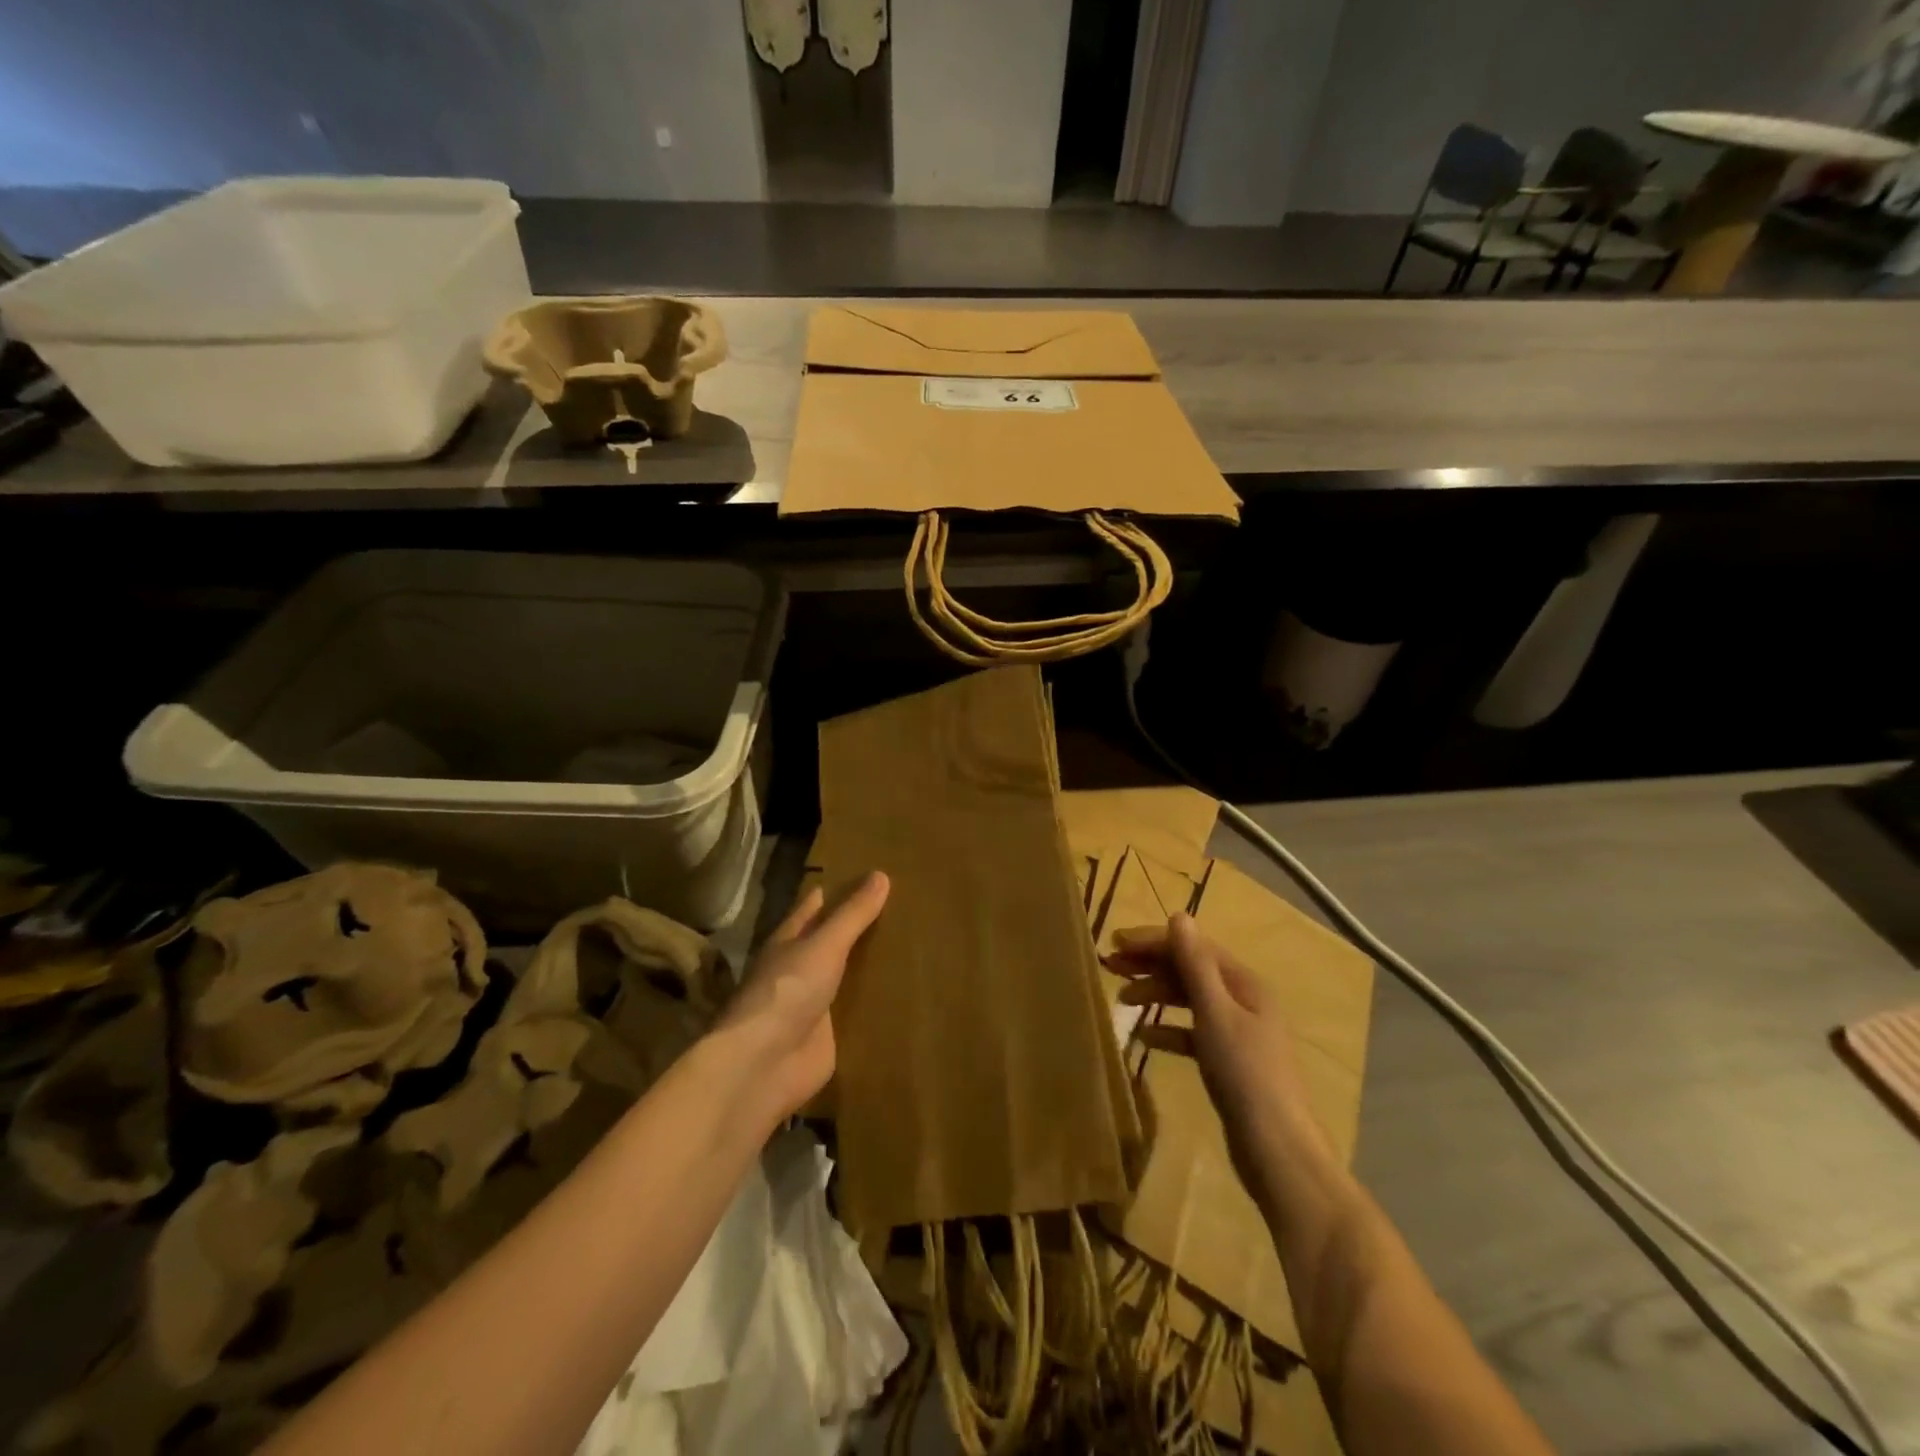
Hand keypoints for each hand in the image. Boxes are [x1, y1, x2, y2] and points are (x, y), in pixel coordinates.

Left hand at [716, 871, 889, 1123]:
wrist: (764, 1064)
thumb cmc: (787, 991)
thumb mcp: (824, 945)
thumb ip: (852, 915)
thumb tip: (881, 874)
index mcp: (790, 941)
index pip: (813, 907)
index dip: (835, 891)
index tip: (865, 875)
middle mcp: (800, 969)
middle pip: (831, 942)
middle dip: (856, 927)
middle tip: (900, 906)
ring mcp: (813, 1003)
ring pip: (845, 976)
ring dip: (868, 965)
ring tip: (910, 946)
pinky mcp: (828, 1035)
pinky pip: (856, 1012)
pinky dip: (873, 1002)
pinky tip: (902, 995)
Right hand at [1107, 914, 1330, 1181]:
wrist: (1276, 1148)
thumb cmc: (1245, 1073)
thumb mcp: (1215, 1013)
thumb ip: (1195, 965)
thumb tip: (1179, 916)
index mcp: (1243, 982)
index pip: (1193, 946)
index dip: (1154, 941)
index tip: (1115, 942)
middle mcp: (1242, 999)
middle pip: (1190, 969)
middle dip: (1151, 964)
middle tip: (1110, 966)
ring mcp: (1236, 1031)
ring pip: (1188, 999)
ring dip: (1156, 994)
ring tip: (1122, 999)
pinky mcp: (1227, 1060)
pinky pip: (1191, 1032)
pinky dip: (1168, 1029)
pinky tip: (1144, 1037)